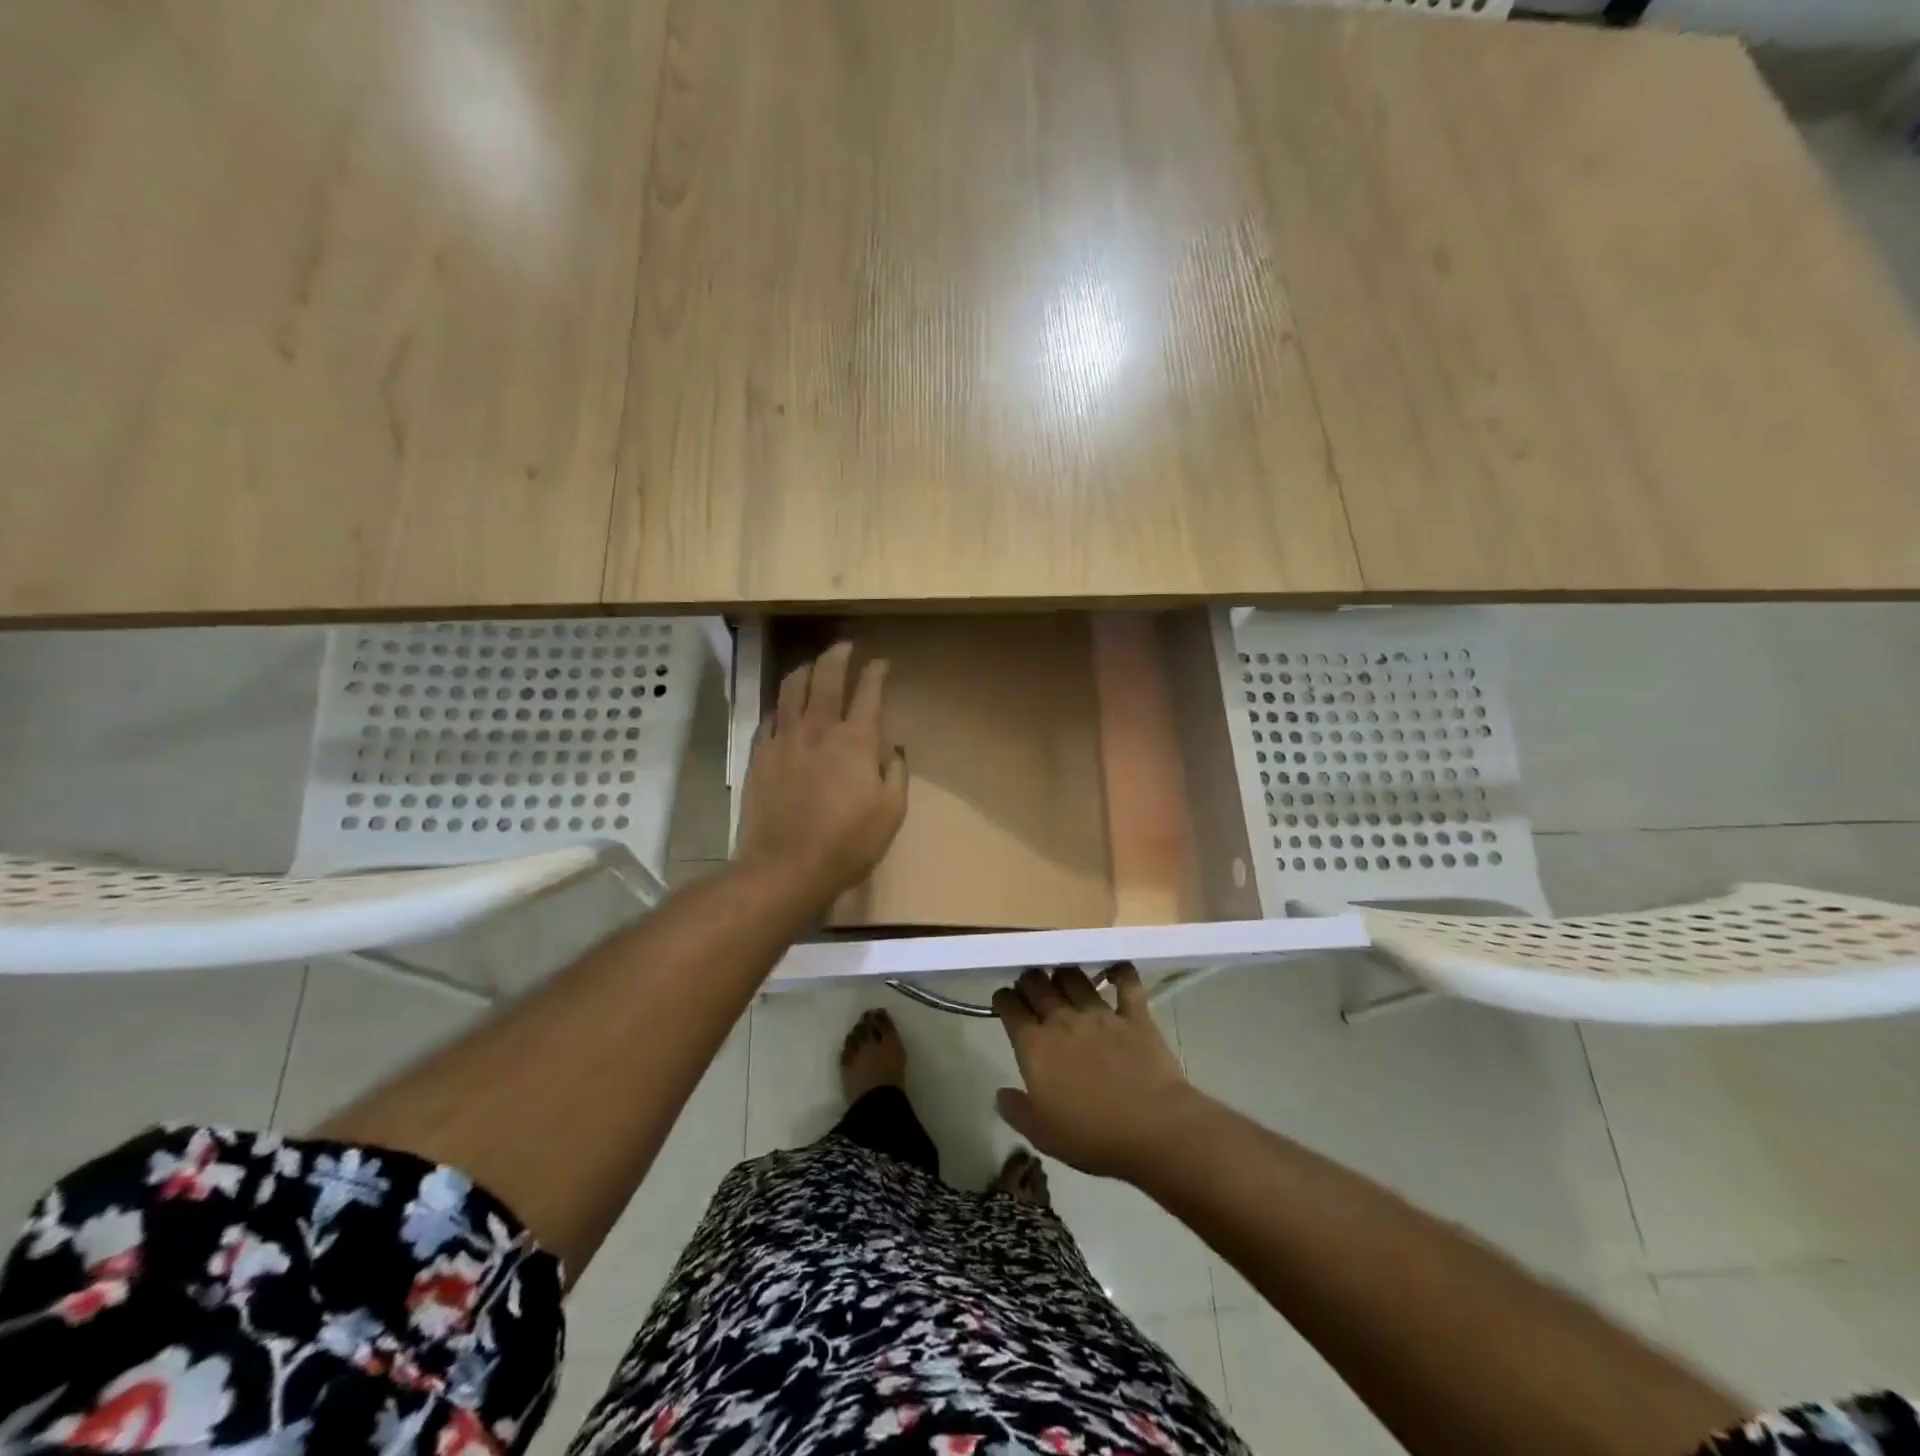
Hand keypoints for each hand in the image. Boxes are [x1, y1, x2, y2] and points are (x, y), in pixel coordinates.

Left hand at [736, 641, 908, 911]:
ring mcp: (783, 739)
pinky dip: (781, 704)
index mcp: (856, 740)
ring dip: (805, 669)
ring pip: (791, 688)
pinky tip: (784, 707)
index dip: (876, 671)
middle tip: (845, 646)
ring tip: (812, 664)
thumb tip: (894, 748)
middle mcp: (818, 729)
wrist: (785, 867)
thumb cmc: (848, 844)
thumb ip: (896, 772)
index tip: (882, 663)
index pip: (868, 691)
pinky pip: (769, 717)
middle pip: (826, 676)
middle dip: (838, 655)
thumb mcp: (891, 812)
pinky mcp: (759, 755)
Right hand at [991, 966, 1202, 1181]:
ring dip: (1064, 973)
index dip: (1003, 1000)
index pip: (1010, 1007)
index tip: (1004, 1002)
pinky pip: (1126, 983)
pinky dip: (1120, 972)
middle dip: (1029, 980)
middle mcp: (1062, 1019)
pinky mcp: (1134, 1015)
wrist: (1153, 1128)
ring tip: (1063, 979)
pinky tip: (1116, 970)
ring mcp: (1100, 1013)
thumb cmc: (1092, 1136)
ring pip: (1074, 976)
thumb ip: (1016, 1111)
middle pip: (1037, 983)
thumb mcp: (1042, 1134)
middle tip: (1031, 988)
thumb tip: (1000, 1094)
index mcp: (1035, 1045)